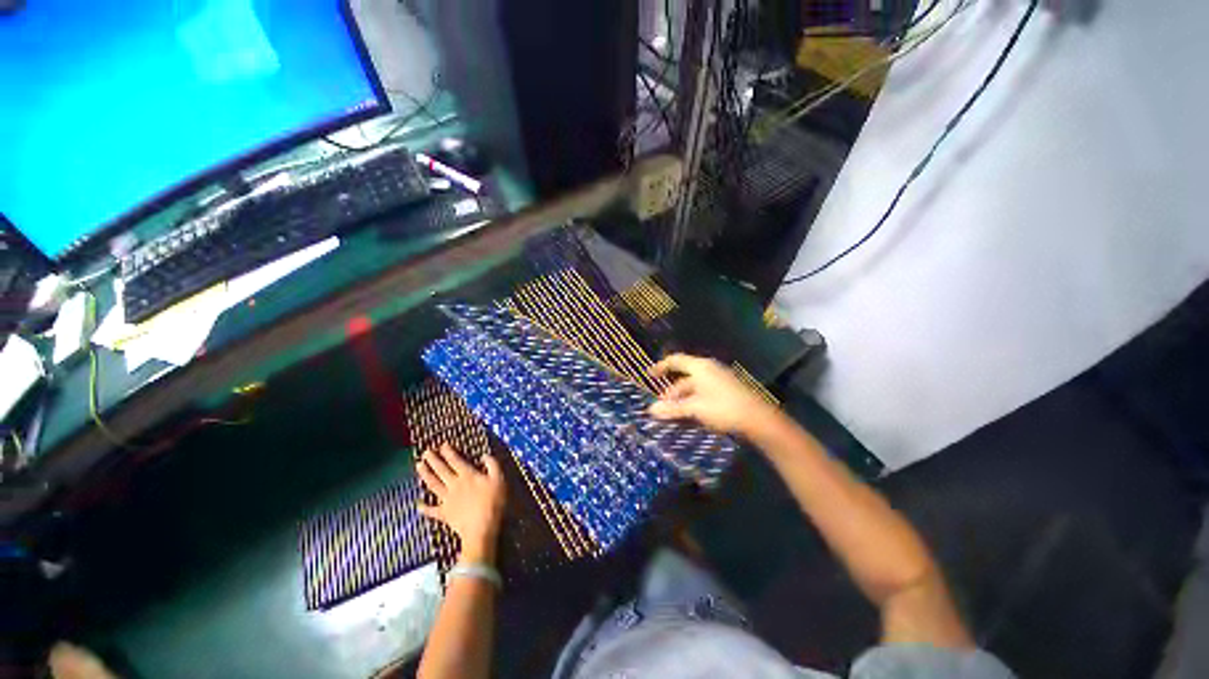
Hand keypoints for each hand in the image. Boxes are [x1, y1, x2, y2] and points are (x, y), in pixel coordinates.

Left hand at [417, 443, 506, 563]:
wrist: (481, 529)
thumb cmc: (493, 502)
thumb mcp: (499, 479)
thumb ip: (492, 464)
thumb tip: (484, 455)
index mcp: (468, 475)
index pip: (455, 460)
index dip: (448, 452)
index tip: (442, 445)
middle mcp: (454, 485)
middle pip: (441, 470)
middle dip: (433, 460)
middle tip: (426, 452)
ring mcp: (447, 500)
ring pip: (433, 485)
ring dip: (425, 475)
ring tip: (418, 466)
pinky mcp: (444, 514)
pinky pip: (432, 510)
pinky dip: (424, 507)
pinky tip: (418, 504)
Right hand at [648, 353, 780, 436]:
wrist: (758, 419)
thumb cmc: (723, 408)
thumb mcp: (694, 408)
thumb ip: (672, 408)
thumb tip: (651, 410)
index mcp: (700, 367)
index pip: (676, 360)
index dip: (661, 366)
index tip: (650, 374)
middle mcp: (709, 369)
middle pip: (684, 377)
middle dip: (672, 392)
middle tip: (663, 407)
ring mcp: (719, 379)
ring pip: (694, 387)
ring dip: (683, 399)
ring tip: (675, 414)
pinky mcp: (727, 390)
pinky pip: (704, 392)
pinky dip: (694, 401)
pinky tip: (692, 415)